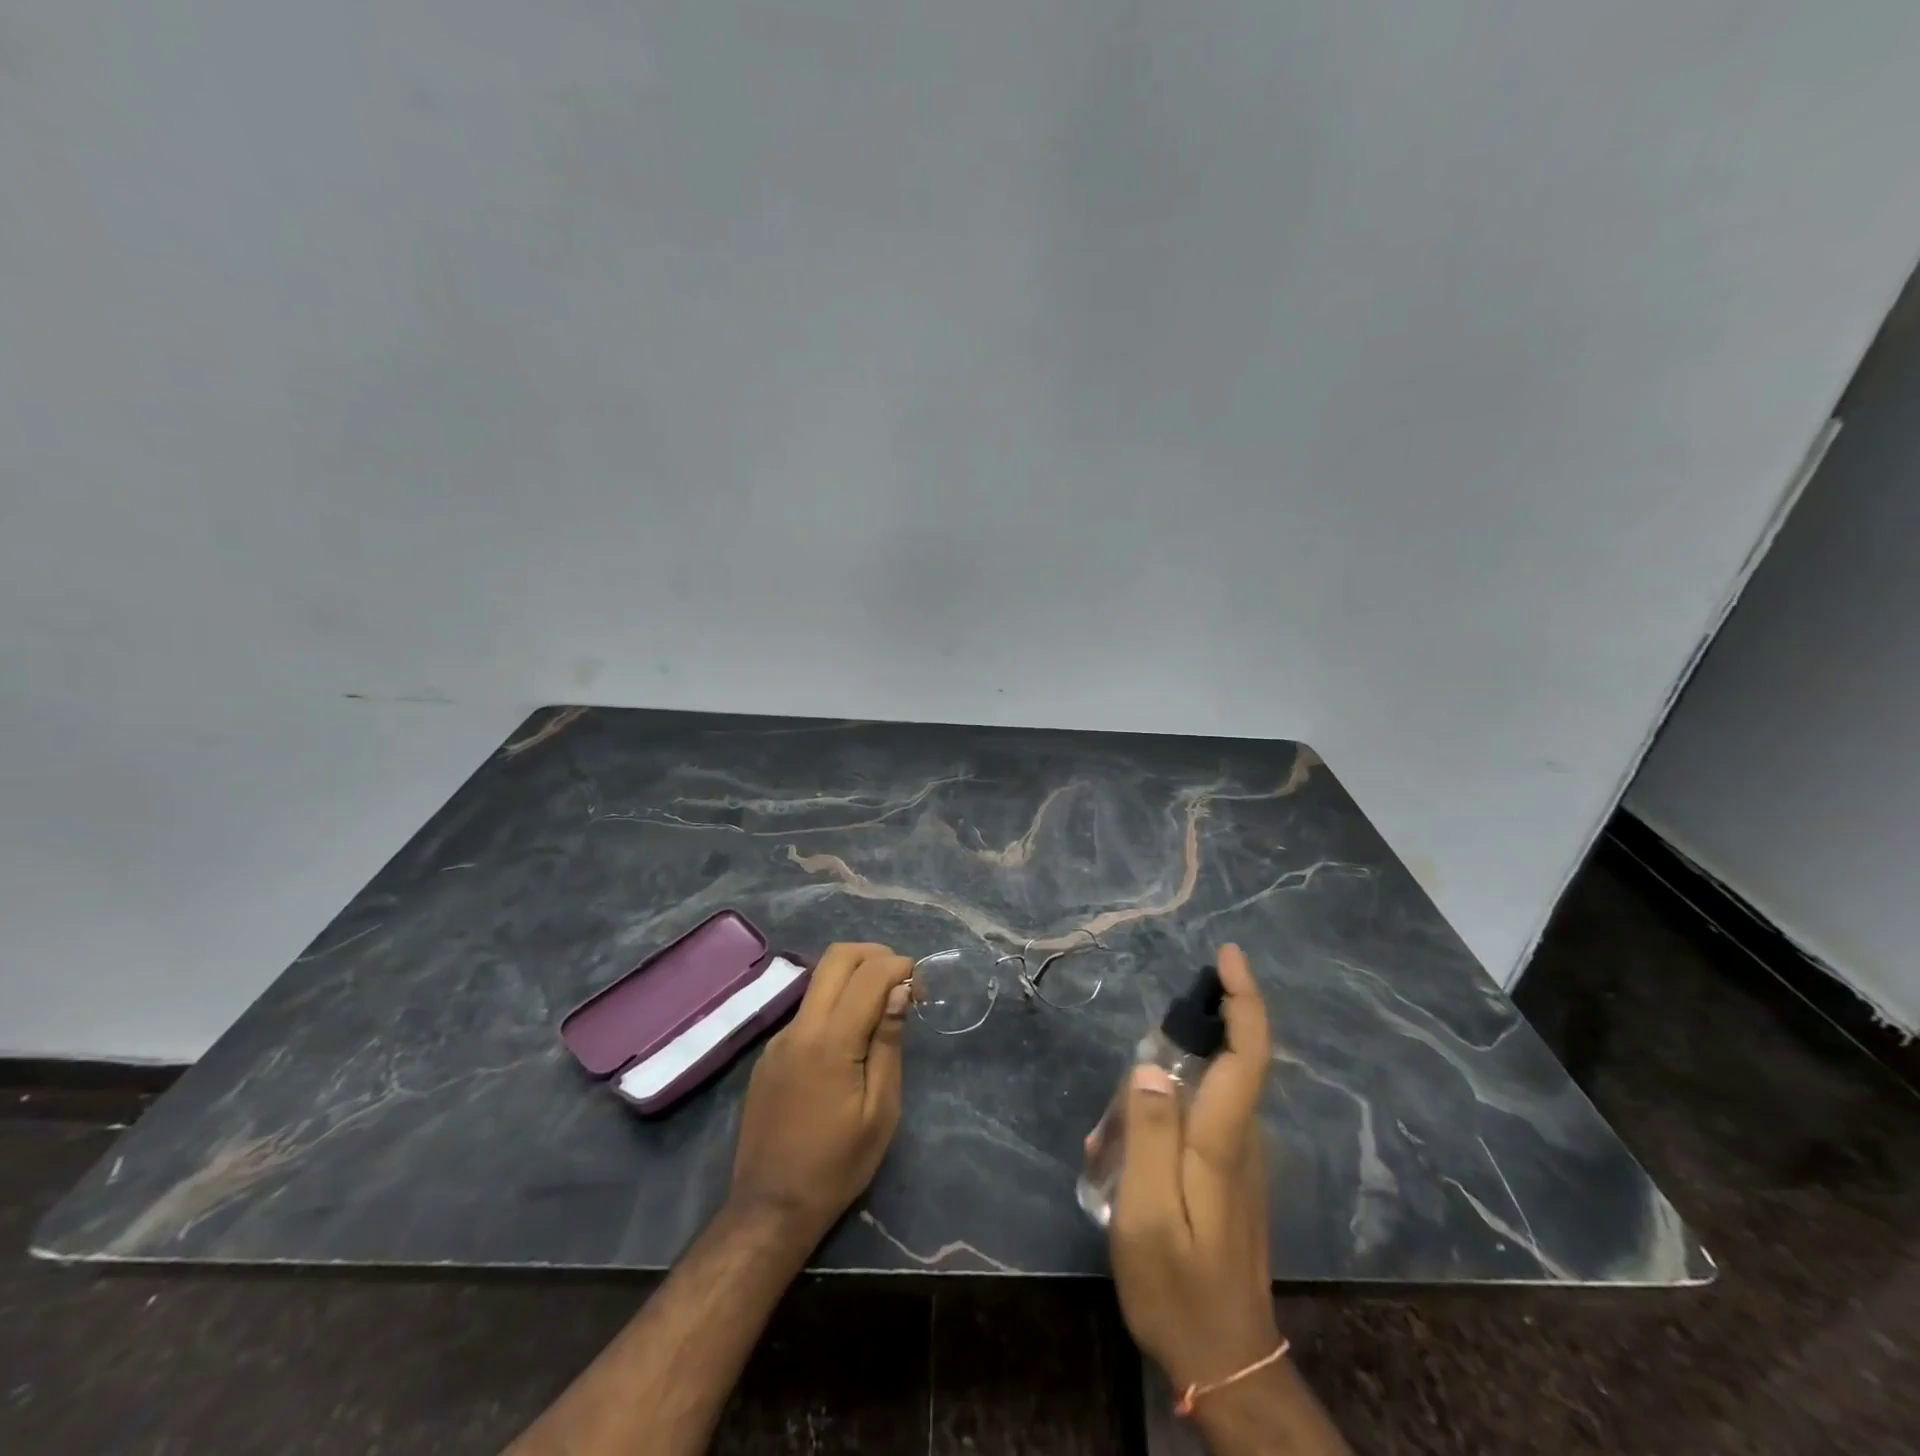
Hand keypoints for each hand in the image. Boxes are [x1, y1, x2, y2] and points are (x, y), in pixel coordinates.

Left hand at [730, 942, 914, 1243]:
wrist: (770, 1208)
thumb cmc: (837, 1165)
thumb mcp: (880, 1110)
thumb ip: (887, 1042)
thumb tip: (899, 991)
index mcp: (829, 1041)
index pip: (868, 974)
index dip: (899, 967)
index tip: (921, 987)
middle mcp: (799, 1027)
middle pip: (836, 957)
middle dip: (875, 955)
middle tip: (902, 981)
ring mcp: (779, 1038)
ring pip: (819, 979)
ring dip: (855, 976)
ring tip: (882, 1007)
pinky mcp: (770, 1053)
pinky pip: (808, 1009)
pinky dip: (836, 1002)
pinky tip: (852, 1037)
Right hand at [1109, 945, 1279, 1394]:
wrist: (1227, 1364)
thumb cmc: (1177, 1289)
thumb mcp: (1144, 1215)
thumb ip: (1148, 1135)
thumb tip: (1150, 1066)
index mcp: (1224, 1141)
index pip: (1248, 1054)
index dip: (1243, 999)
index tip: (1228, 955)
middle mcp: (1243, 1141)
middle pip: (1219, 1067)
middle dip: (1164, 1066)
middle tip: (1112, 1128)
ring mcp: (1240, 1161)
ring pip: (1197, 1098)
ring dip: (1148, 1110)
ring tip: (1106, 1159)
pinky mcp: (1231, 1177)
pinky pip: (1194, 1125)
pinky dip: (1155, 1130)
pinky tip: (1121, 1167)